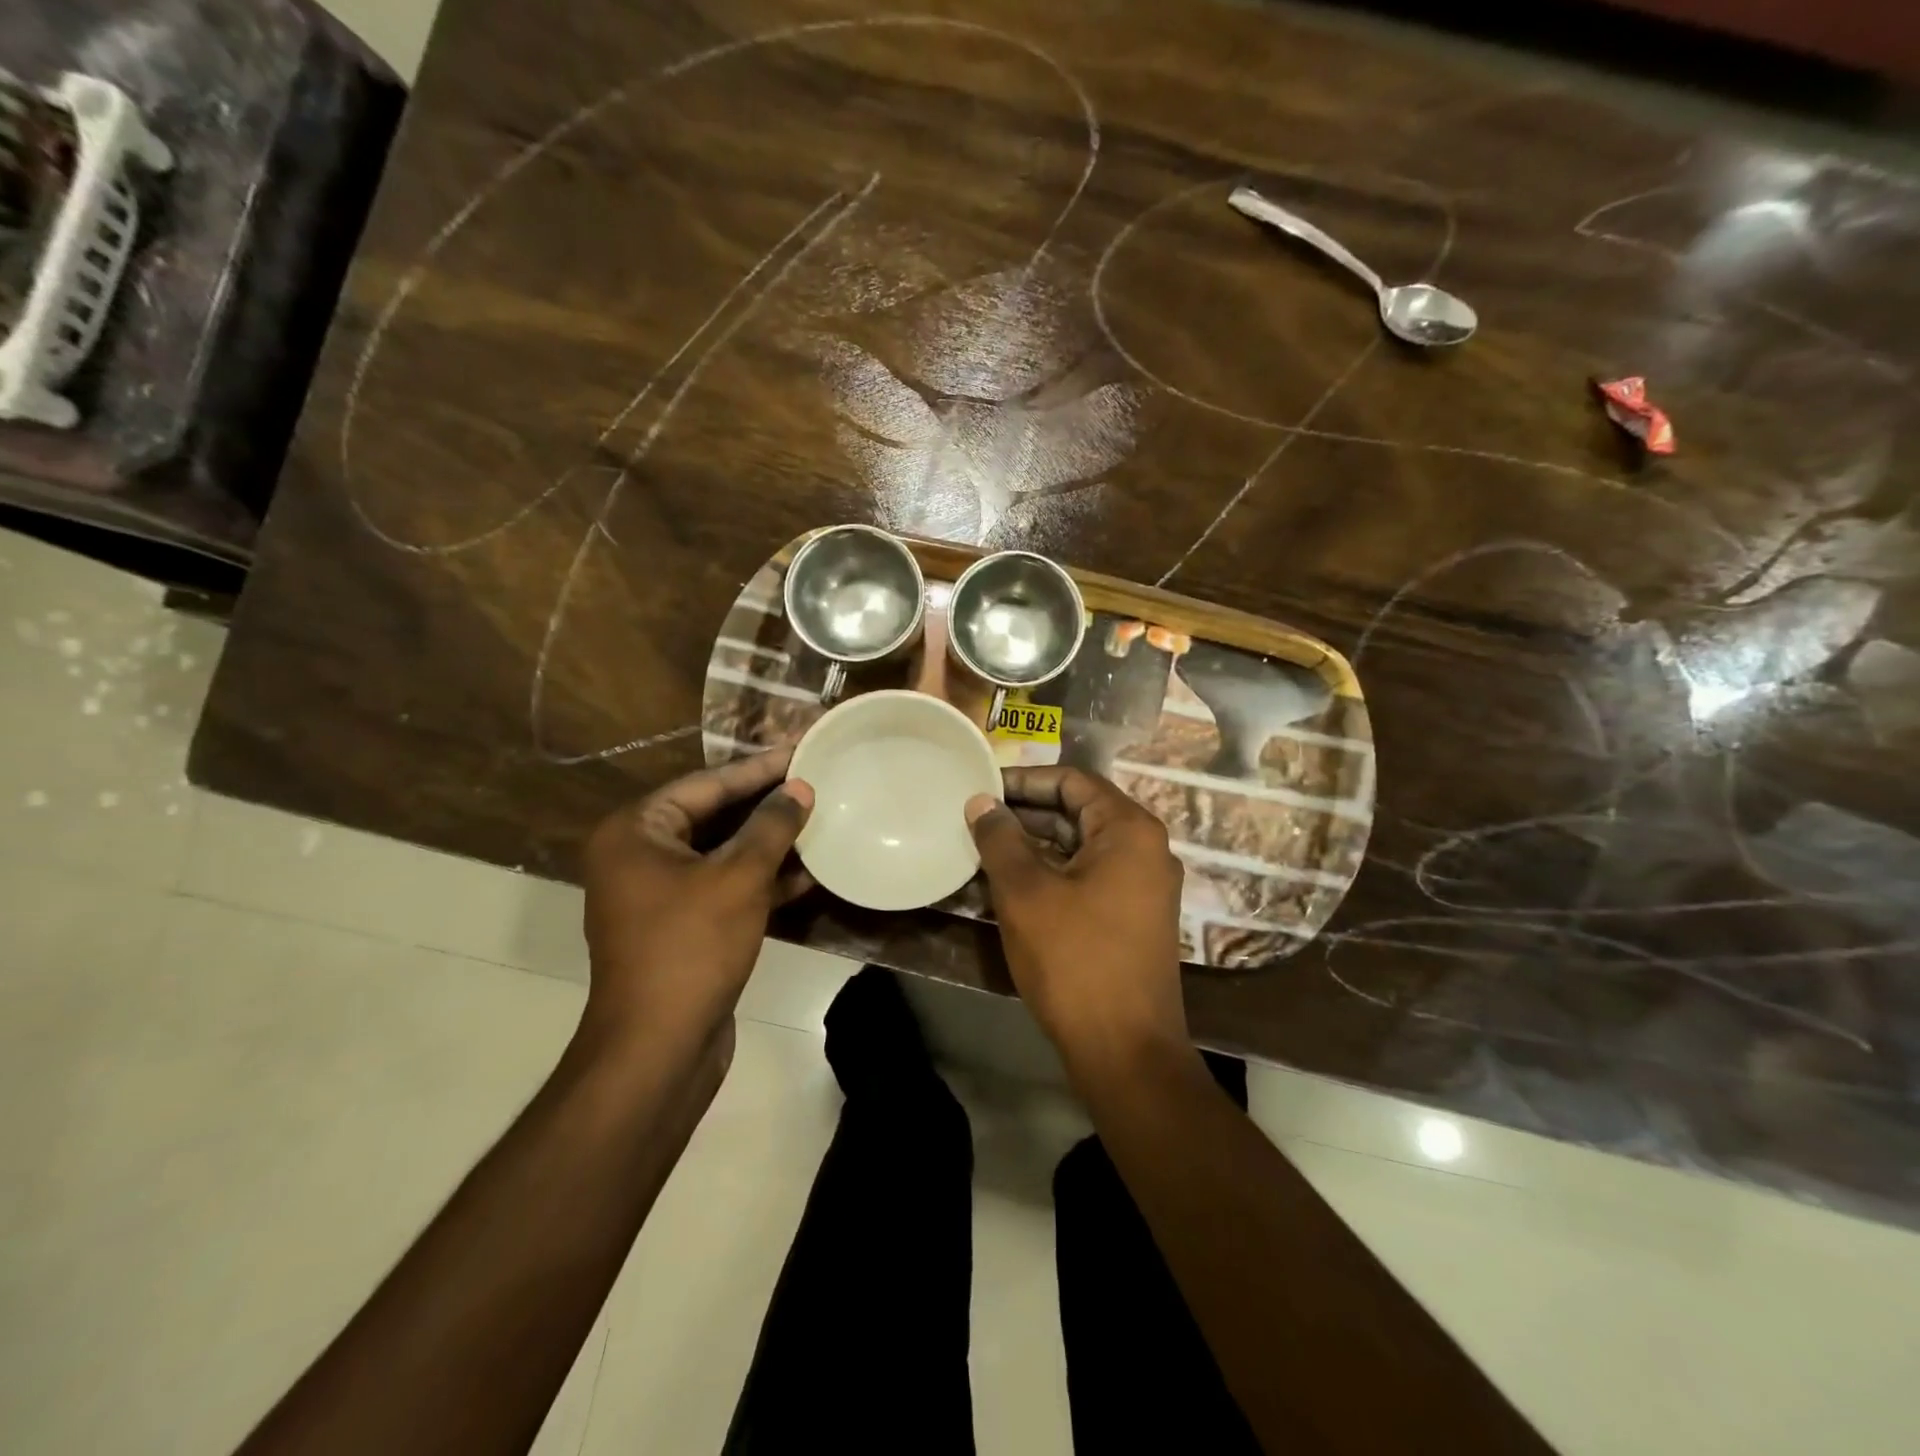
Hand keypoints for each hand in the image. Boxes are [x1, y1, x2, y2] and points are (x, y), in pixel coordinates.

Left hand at [581, 748, 813, 1051]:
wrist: (659, 1048)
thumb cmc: (692, 947)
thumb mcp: (739, 877)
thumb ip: (772, 826)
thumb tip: (800, 788)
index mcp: (635, 832)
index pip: (706, 784)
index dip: (758, 768)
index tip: (800, 750)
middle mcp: (639, 857)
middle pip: (713, 816)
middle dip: (766, 804)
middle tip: (814, 780)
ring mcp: (659, 895)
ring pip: (723, 854)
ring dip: (769, 842)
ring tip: (819, 820)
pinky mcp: (683, 927)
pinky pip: (725, 887)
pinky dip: (762, 879)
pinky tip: (809, 872)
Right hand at [965, 766, 1187, 1067]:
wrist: (1125, 1051)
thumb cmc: (1074, 960)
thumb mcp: (1026, 893)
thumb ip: (1000, 839)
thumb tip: (981, 802)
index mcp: (1129, 830)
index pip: (1073, 781)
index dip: (1025, 780)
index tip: (983, 788)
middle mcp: (1145, 849)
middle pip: (1079, 811)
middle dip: (1026, 813)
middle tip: (976, 818)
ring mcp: (1143, 886)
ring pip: (1081, 847)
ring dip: (1035, 845)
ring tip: (984, 848)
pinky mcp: (1134, 918)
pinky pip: (1088, 877)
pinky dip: (1052, 873)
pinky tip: (1010, 884)